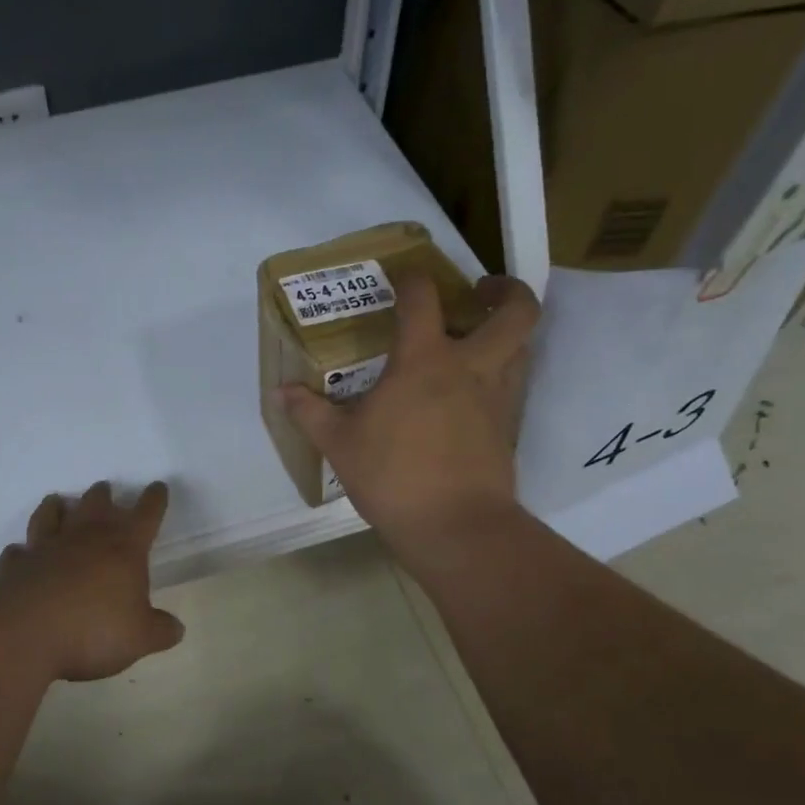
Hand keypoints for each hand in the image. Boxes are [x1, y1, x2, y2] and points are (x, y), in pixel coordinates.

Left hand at [0, 481, 185, 682]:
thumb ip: (160, 630)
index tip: (158, 487)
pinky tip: (21, 553)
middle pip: (96, 504)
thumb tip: (176, 628)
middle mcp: (84, 538)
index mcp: (123, 547)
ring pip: (50, 516)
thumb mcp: (139, 638)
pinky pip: (17, 552)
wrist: (23, 634)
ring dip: (56, 507)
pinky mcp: (14, 566)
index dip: (154, 500)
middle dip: (103, 496)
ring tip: (58, 501)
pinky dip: (21, 551)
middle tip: (105, 489)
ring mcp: (45, 548)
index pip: (145, 514)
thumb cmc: (93, 630)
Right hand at [276, 273, 538, 553]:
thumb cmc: (393, 477)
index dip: (413, 279)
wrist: (456, 527)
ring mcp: (497, 398)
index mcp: (424, 361)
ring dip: (508, 333)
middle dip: (505, 290)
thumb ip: (310, 412)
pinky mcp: (508, 428)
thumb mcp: (339, 444)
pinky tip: (472, 393)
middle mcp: (471, 367)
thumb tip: (280, 391)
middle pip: (515, 311)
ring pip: (524, 346)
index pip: (423, 299)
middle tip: (480, 292)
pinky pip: (515, 385)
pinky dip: (502, 374)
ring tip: (479, 339)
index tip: (403, 277)